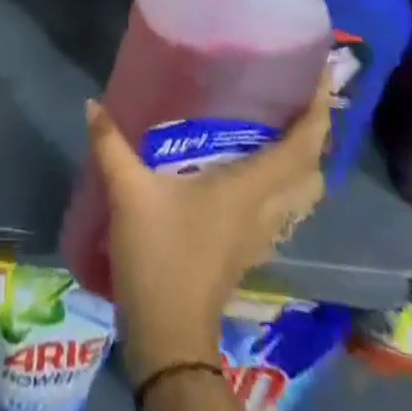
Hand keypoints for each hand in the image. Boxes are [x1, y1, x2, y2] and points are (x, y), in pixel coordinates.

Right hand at [86, 75, 331, 381]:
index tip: (319, 76)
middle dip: (314, 134)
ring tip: (278, 127)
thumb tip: (92, 102)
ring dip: (302, 161)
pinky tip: (252, 170)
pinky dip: (282, 184)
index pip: (302, 148)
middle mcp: (265, 208)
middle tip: (293, 97)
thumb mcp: (128, 191)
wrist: (168, 335)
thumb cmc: (158, 255)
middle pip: (312, 171)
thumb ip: (110, 143)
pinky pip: (282, 209)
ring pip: (301, 195)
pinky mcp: (249, 249)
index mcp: (248, 188)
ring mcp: (261, 233)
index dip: (317, 112)